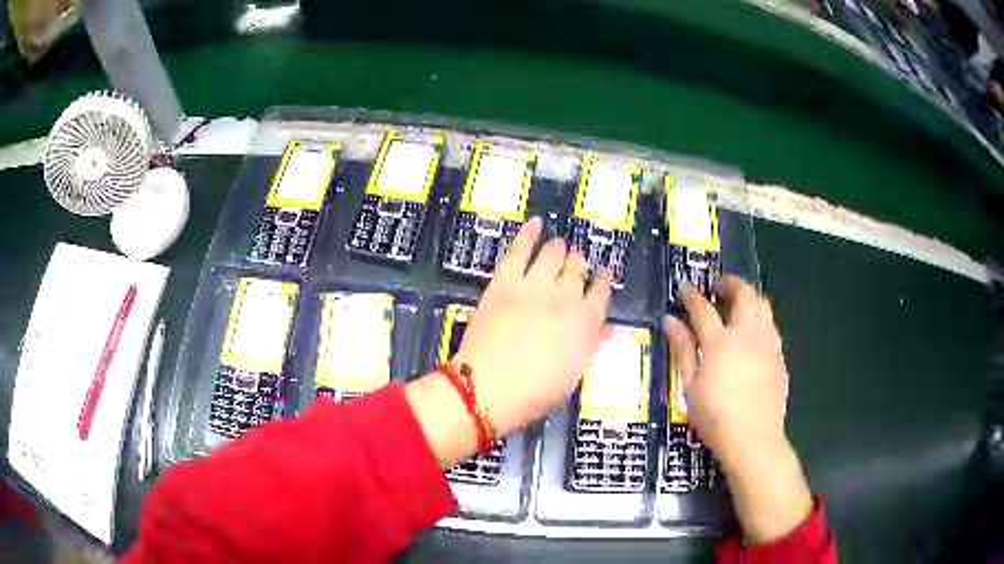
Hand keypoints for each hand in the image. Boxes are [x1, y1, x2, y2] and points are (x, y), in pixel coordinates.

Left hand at [405, 217, 611, 467]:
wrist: (488, 388)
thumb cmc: (535, 392)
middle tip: (576, 264)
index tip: (603, 276)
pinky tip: (536, 223)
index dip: (603, 281)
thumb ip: (591, 345)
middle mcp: (565, 297)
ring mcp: (534, 285)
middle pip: (578, 268)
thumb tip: (608, 329)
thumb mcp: (572, 374)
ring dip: (559, 249)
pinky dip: (529, 234)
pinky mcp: (505, 280)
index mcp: (586, 323)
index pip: (602, 292)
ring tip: (559, 246)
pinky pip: (520, 249)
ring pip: (554, 253)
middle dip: (579, 264)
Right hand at [665, 275, 812, 543]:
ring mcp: (767, 343)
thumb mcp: (690, 386)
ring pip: (763, 305)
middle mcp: (747, 334)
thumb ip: (682, 350)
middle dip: (730, 283)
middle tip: (718, 286)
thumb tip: (670, 322)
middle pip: (744, 294)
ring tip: (737, 304)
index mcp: (720, 342)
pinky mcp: (779, 356)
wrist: (754, 439)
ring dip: (749, 297)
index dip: (691, 296)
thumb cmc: (715, 417)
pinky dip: (760, 318)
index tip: (685, 289)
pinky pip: (771, 326)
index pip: (703, 308)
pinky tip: (752, 334)